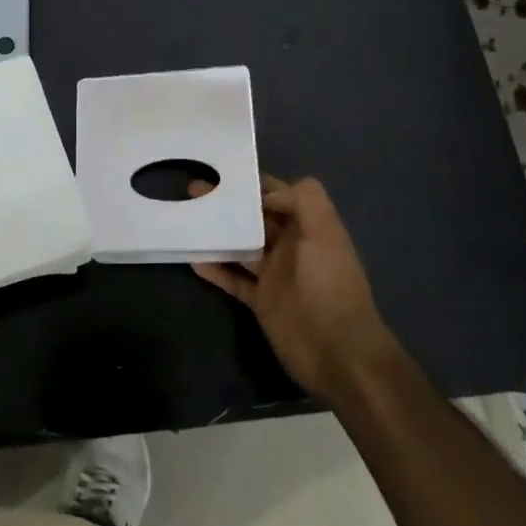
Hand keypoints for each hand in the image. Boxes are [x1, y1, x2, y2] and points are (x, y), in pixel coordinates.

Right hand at [192, 175, 403, 401]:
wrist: (339, 353)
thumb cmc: (330, 286)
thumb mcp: (324, 233)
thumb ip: (302, 200)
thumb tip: (267, 194)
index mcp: (308, 227)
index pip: (278, 194)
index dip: (253, 183)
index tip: (222, 173)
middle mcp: (291, 246)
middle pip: (254, 218)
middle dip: (227, 204)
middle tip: (193, 192)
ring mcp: (274, 275)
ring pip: (240, 246)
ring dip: (216, 233)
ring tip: (187, 219)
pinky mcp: (261, 301)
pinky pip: (233, 279)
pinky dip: (215, 269)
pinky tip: (192, 260)